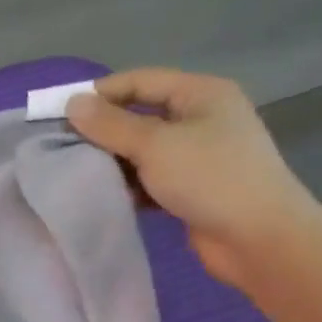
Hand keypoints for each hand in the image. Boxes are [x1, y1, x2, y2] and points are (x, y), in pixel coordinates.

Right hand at [67, 69, 321, 289]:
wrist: (260, 240)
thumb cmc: (210, 179)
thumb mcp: (155, 145)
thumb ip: (110, 125)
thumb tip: (72, 104)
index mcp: (201, 94)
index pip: (140, 81)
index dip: (100, 94)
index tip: (61, 114)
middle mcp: (202, 118)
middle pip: (141, 116)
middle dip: (104, 131)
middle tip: (64, 147)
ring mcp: (200, 156)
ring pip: (145, 151)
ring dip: (115, 162)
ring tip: (79, 174)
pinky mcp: (194, 189)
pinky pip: (153, 179)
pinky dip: (131, 185)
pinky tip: (106, 197)